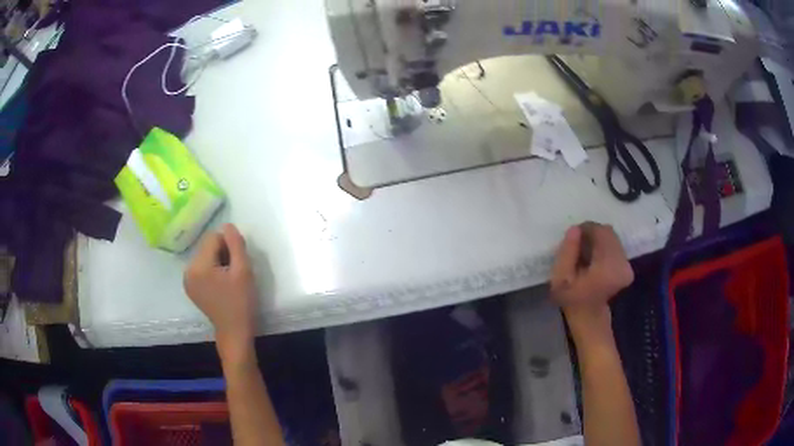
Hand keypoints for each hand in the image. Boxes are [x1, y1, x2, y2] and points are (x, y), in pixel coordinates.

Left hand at [184, 224, 258, 357]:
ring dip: (218, 261)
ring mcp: (187, 279)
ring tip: (228, 279)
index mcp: (198, 266)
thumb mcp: (243, 271)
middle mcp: (188, 270)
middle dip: (222, 253)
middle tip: (235, 272)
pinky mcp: (190, 287)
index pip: (213, 237)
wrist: (234, 332)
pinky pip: (201, 267)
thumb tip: (227, 225)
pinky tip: (221, 284)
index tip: (238, 263)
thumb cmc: (241, 302)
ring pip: (205, 255)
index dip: (229, 246)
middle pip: (207, 246)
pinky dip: (212, 270)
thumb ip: (236, 244)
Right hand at [550, 223, 633, 336]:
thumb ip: (567, 252)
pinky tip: (593, 258)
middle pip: (608, 233)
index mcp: (608, 266)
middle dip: (592, 234)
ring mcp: (627, 265)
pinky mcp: (627, 267)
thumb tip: (575, 229)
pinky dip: (604, 246)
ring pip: (612, 238)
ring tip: (584, 252)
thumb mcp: (560, 277)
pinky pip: (615, 245)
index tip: (573, 237)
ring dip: (598, 240)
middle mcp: (623, 263)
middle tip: (577, 244)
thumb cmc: (572, 298)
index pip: (600, 232)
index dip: (586, 229)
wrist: (589, 317)